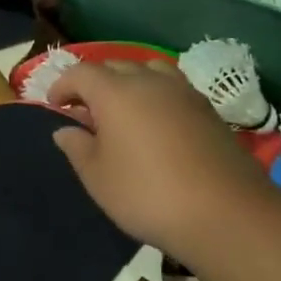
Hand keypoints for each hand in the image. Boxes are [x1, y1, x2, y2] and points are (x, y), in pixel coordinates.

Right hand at [47, 60, 279, 259]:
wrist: (225, 213)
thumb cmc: (147, 194)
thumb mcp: (98, 177)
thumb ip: (77, 147)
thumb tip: (65, 130)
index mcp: (115, 92)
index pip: (80, 73)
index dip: (63, 85)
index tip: (54, 106)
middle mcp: (149, 81)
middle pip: (115, 66)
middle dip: (94, 83)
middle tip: (85, 111)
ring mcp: (183, 92)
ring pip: (149, 71)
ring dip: (129, 83)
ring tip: (123, 111)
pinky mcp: (208, 109)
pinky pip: (172, 89)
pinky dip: (156, 96)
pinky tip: (156, 125)